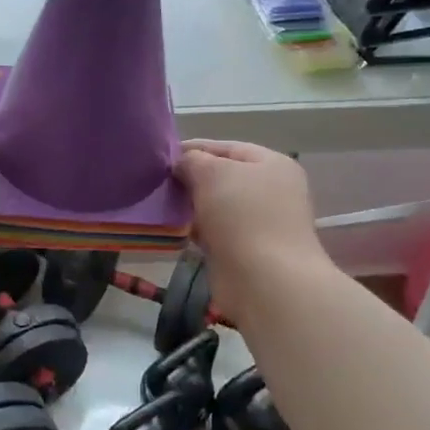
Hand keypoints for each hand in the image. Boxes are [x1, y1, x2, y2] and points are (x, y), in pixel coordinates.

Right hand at [174, 140, 326, 311]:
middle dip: (190, 179)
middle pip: (222, 177)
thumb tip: (181, 164)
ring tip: (161, 205)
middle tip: (158, 182)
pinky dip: (197, 230)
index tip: (162, 156)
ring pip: (217, 206)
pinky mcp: (247, 251)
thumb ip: (192, 160)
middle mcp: (271, 191)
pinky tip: (175, 229)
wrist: (265, 281)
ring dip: (191, 206)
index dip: (194, 148)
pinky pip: (216, 232)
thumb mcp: (212, 173)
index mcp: (272, 165)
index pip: (227, 148)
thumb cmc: (242, 215)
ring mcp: (261, 223)